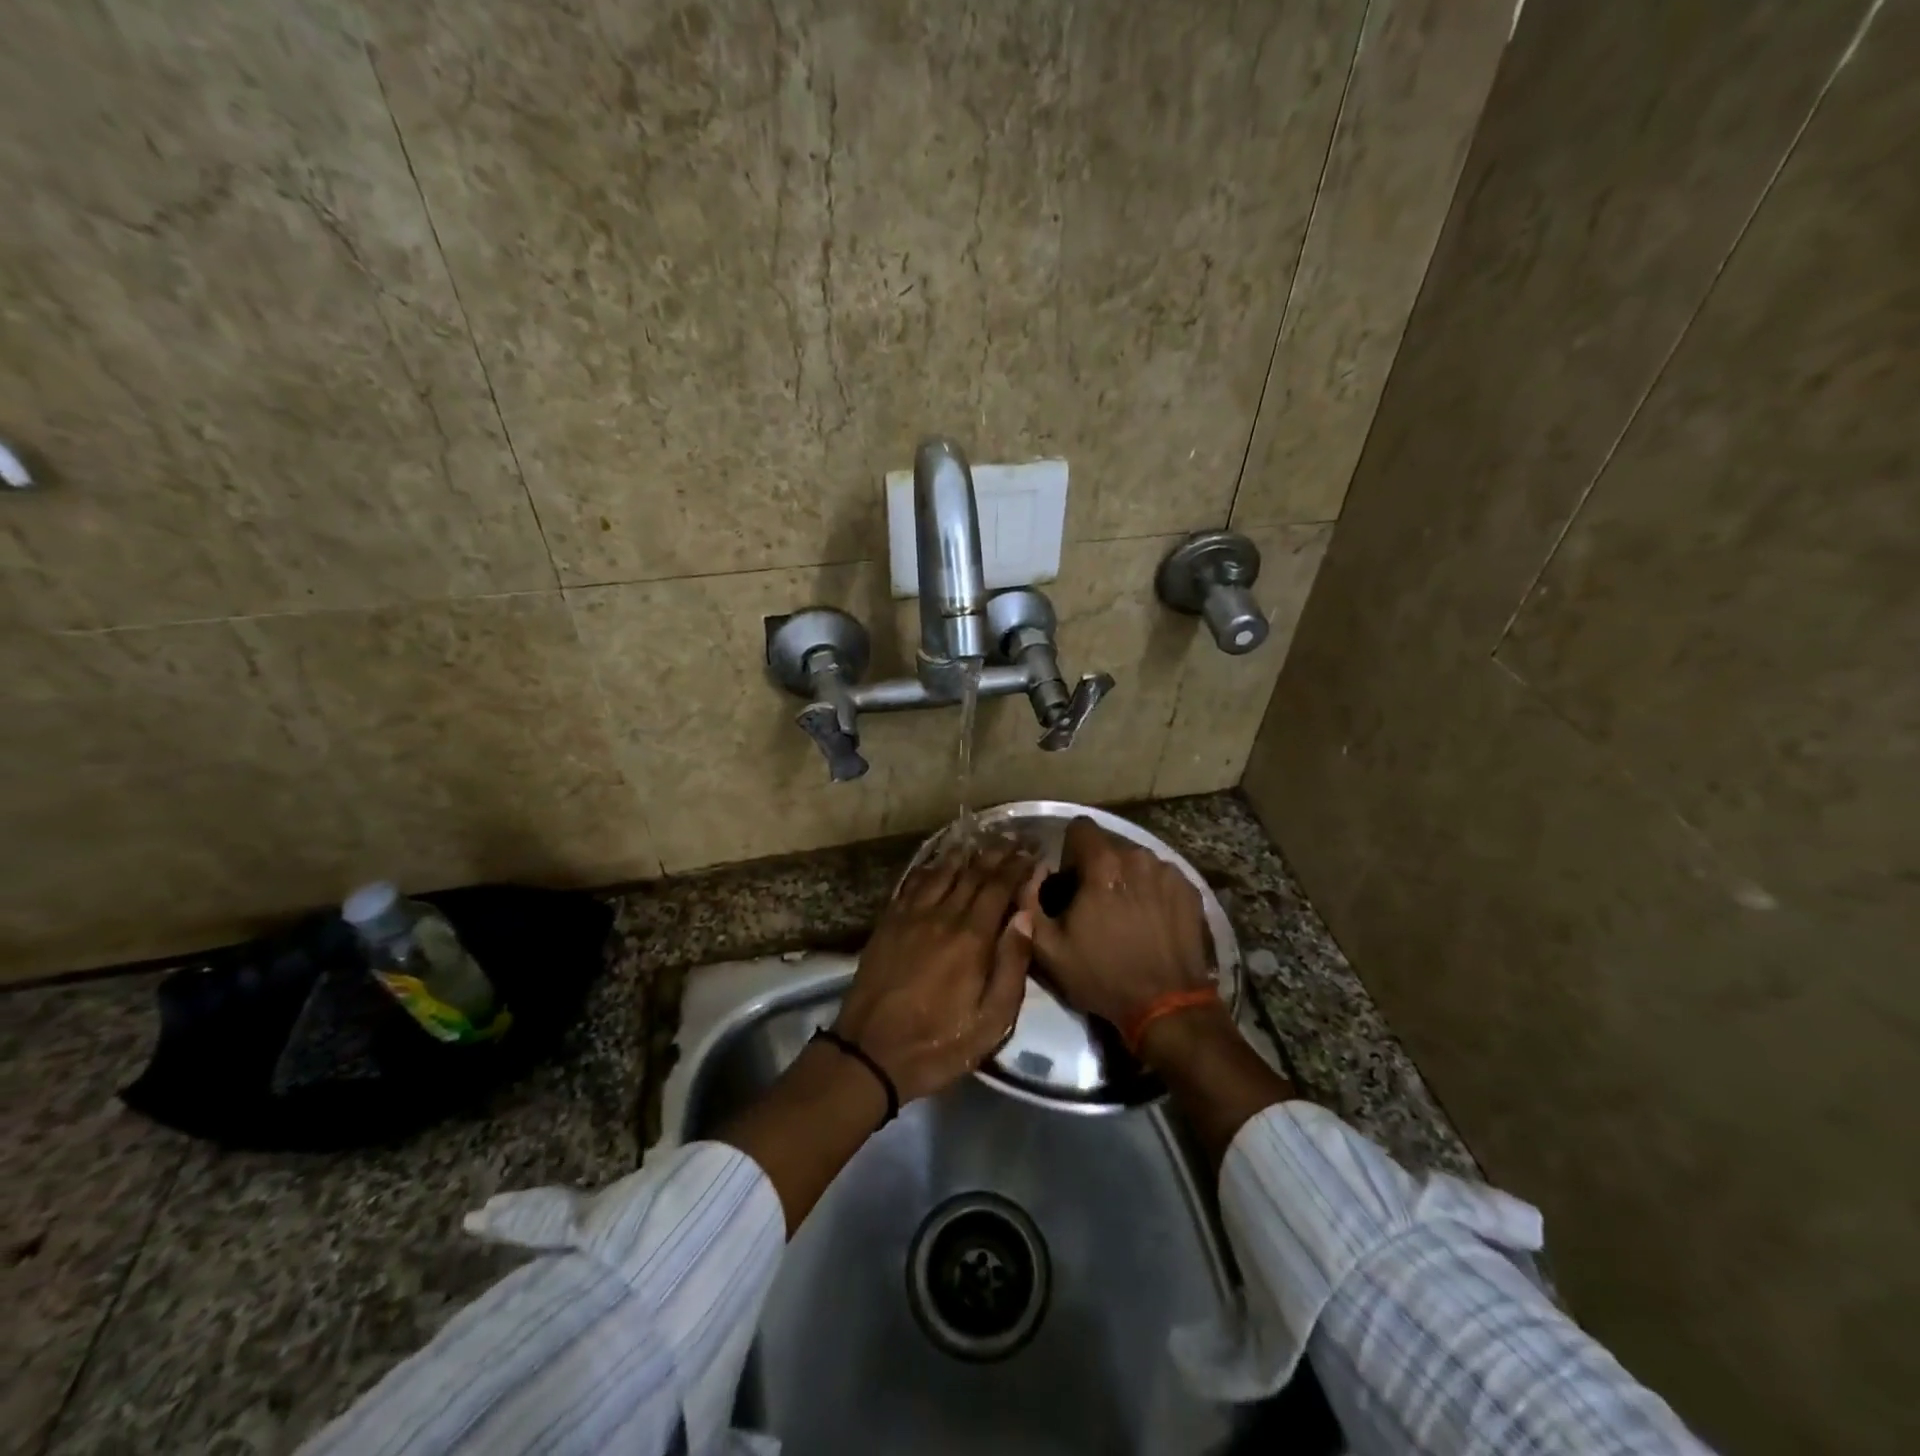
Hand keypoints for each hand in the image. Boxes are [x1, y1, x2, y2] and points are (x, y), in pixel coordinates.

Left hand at [833, 842, 1036, 1103]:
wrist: (870, 1053)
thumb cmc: (939, 1043)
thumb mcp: (991, 1021)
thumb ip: (1012, 966)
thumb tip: (1025, 917)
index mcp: (971, 938)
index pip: (999, 887)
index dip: (1017, 866)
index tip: (1032, 852)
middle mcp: (942, 916)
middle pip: (972, 873)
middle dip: (996, 853)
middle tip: (1014, 838)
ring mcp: (911, 915)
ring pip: (942, 872)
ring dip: (965, 854)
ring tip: (982, 840)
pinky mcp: (888, 922)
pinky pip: (913, 883)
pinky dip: (930, 867)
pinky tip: (938, 861)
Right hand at [1019, 817, 1214, 1032]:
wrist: (1167, 1005)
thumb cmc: (1103, 975)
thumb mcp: (1048, 948)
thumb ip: (1029, 901)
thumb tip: (1032, 873)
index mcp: (1104, 864)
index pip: (1080, 827)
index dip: (1069, 851)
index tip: (1070, 881)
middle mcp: (1138, 857)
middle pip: (1109, 845)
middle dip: (1097, 868)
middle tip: (1094, 905)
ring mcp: (1168, 872)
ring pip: (1136, 861)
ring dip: (1126, 878)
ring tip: (1125, 915)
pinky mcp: (1190, 889)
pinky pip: (1161, 877)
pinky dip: (1151, 891)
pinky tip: (1150, 922)